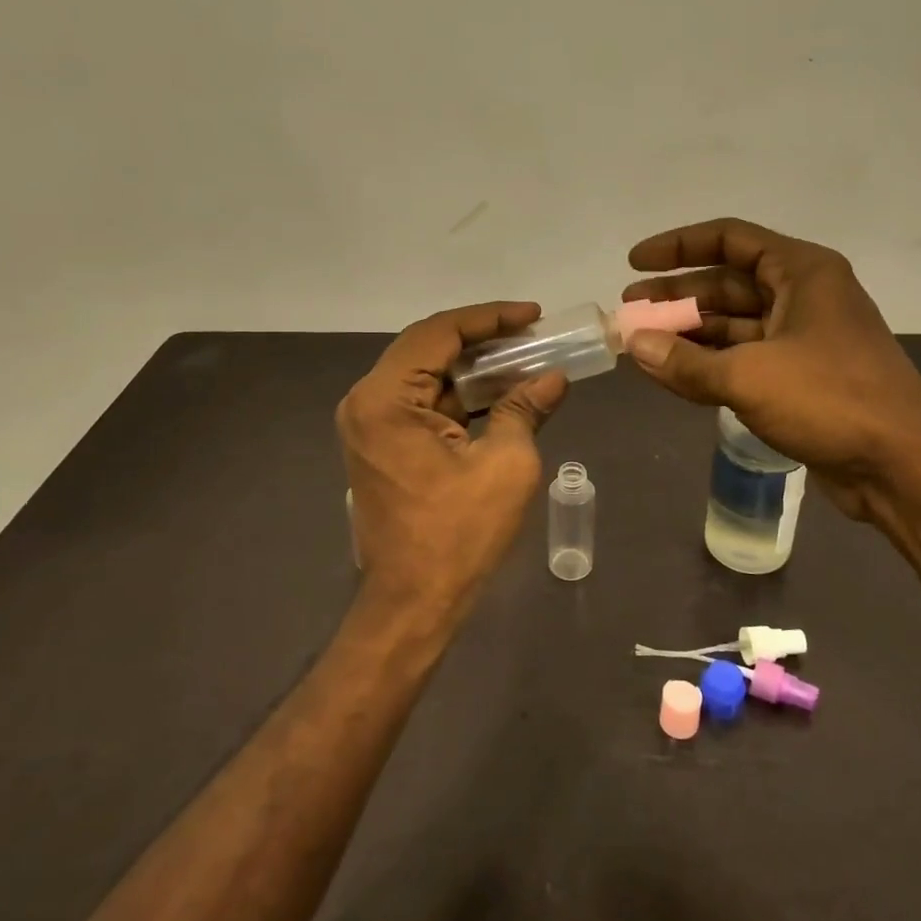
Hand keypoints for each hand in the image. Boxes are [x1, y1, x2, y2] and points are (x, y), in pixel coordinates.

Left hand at [337, 302, 567, 619]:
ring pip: (428, 375)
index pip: (439, 332)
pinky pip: (424, 403)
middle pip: (429, 349)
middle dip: (484, 339)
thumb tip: (553, 378)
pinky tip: (501, 393)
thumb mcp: (506, 464)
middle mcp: (368, 402)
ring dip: (474, 368)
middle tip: (532, 334)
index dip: (490, 318)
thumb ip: (526, 408)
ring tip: (525, 359)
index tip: (533, 315)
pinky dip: (461, 396)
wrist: (413, 604)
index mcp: (386, 398)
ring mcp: (371, 425)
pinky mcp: (383, 445)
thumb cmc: (458, 534)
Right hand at [620, 218, 920, 521]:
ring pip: (734, 323)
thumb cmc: (831, 399)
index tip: (635, 263)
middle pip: (727, 282)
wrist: (905, 467)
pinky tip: (673, 372)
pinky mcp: (802, 376)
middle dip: (676, 297)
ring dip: (689, 333)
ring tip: (642, 345)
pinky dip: (710, 362)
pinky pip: (745, 357)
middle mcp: (803, 295)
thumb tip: (634, 345)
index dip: (678, 246)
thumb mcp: (749, 377)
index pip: (729, 239)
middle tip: (629, 312)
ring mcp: (804, 337)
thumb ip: (685, 361)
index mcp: (801, 271)